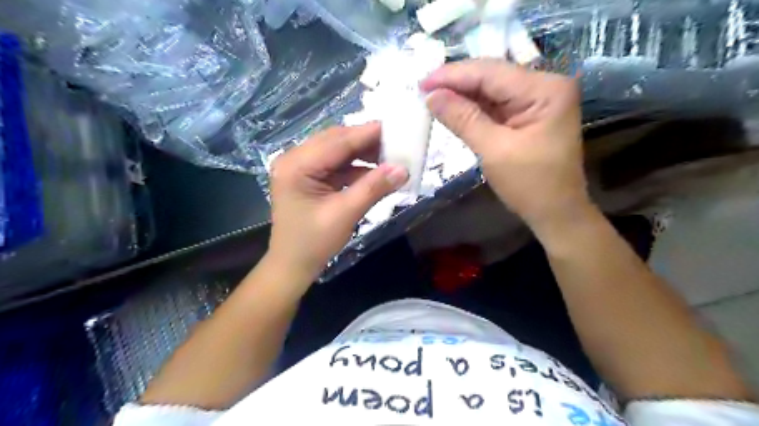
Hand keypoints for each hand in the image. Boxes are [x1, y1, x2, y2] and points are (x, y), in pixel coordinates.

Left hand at [268, 123, 408, 281]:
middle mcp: (295, 159)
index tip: (397, 128)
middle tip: (397, 143)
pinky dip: (356, 167)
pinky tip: (376, 172)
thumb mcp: (345, 214)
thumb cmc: (313, 243)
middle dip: (367, 142)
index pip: (337, 141)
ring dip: (363, 154)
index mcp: (296, 165)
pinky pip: (337, 165)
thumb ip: (374, 188)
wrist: (293, 265)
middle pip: (336, 141)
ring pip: (338, 151)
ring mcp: (301, 167)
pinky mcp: (309, 177)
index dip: (368, 133)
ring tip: (391, 157)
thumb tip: (403, 169)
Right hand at [425, 58, 588, 231]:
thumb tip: (431, 96)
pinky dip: (472, 107)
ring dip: (461, 94)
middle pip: (491, 76)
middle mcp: (544, 85)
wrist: (556, 212)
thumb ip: (463, 119)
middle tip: (422, 88)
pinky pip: (495, 104)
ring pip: (491, 89)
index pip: (491, 72)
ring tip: (431, 97)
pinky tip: (451, 107)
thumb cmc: (530, 185)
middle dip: (456, 83)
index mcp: (544, 89)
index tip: (421, 82)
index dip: (453, 75)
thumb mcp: (494, 151)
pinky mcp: (528, 113)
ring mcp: (537, 99)